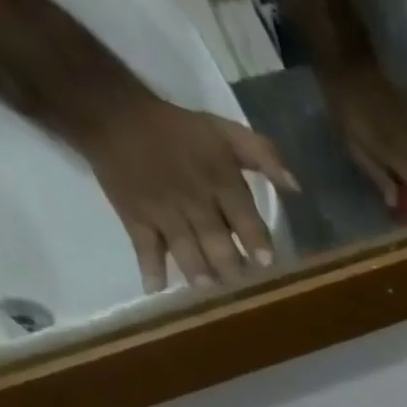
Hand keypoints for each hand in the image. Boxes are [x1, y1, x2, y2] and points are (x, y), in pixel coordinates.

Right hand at [71, 93, 298, 291]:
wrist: (110, 111)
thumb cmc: (179, 130)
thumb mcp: (225, 131)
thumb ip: (264, 155)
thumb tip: (296, 187)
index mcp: (220, 181)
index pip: (244, 217)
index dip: (256, 243)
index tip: (266, 264)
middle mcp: (194, 201)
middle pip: (217, 243)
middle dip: (233, 269)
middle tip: (245, 290)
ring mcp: (164, 213)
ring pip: (187, 251)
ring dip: (201, 276)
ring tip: (213, 295)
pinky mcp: (137, 220)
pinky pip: (146, 249)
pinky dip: (152, 271)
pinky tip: (161, 293)